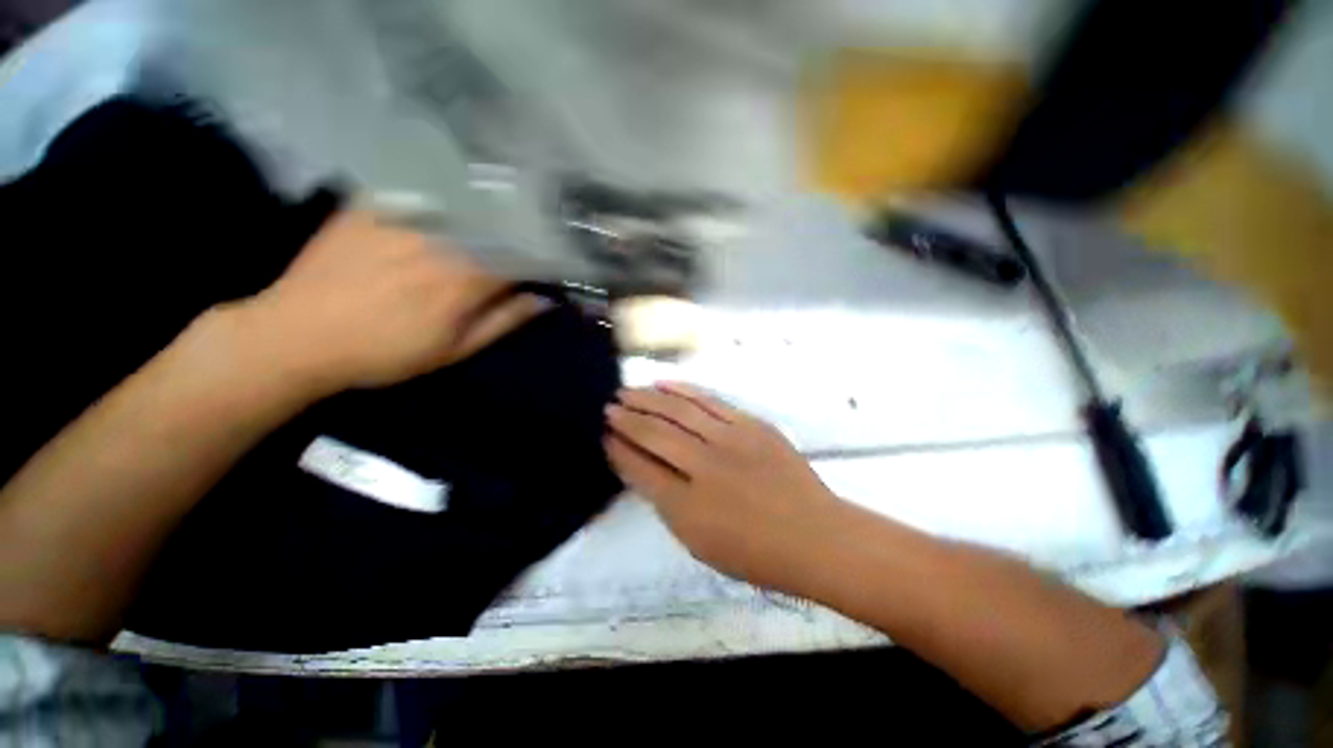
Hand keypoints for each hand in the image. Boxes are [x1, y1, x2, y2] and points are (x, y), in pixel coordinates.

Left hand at [236, 209, 546, 393]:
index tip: (543, 266)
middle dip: (514, 237)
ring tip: (489, 224)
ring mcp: (404, 218)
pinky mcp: (371, 206)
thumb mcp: (454, 350)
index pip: (520, 258)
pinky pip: (419, 193)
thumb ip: (502, 322)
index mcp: (467, 278)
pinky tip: (445, 204)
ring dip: (484, 218)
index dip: (536, 261)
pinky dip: (441, 198)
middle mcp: (442, 240)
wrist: (297, 337)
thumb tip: (543, 300)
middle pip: (495, 230)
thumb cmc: (386, 353)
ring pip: (463, 209)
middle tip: (519, 244)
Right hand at [604, 383, 840, 590]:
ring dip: (648, 399)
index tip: (604, 435)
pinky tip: (664, 384)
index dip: (618, 450)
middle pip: (654, 434)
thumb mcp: (699, 543)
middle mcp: (703, 467)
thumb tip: (645, 470)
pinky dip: (683, 390)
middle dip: (626, 419)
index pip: (640, 469)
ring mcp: (729, 440)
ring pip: (678, 411)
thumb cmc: (755, 553)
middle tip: (608, 407)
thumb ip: (667, 505)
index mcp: (686, 507)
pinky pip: (709, 401)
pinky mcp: (750, 424)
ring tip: (627, 391)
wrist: (815, 536)